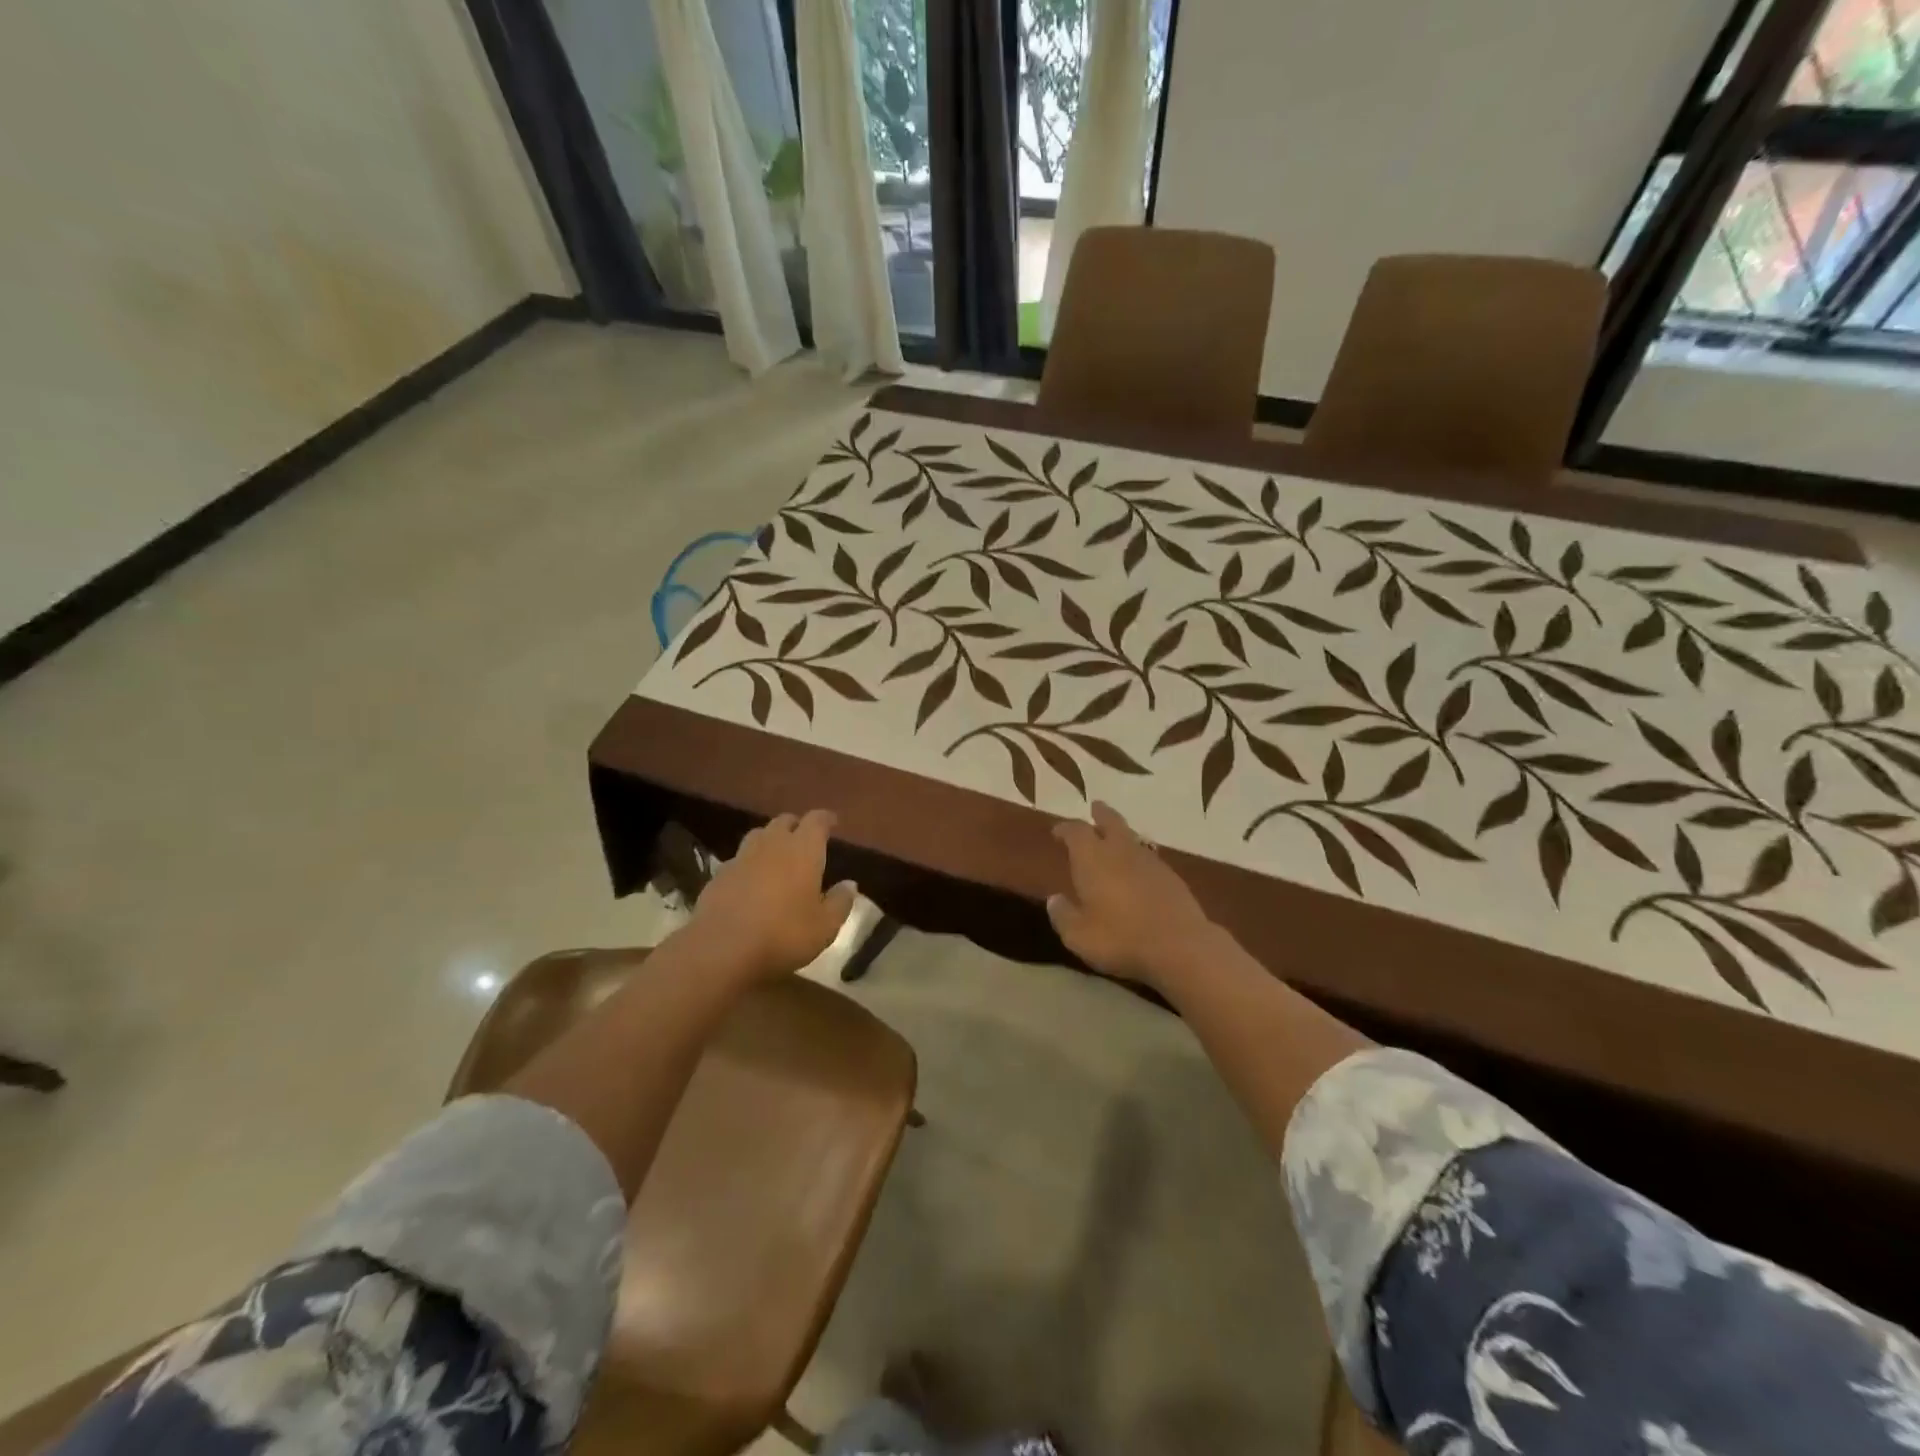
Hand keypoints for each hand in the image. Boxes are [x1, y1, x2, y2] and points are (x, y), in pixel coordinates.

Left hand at [688, 811, 857, 981]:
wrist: (721, 950)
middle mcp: (772, 844)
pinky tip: (751, 882)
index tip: (833, 822)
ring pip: (758, 836)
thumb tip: (849, 884)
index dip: (826, 819)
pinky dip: (749, 864)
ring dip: (770, 840)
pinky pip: (738, 860)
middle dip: (797, 826)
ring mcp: (741, 858)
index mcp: (803, 850)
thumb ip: (840, 902)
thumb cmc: (784, 935)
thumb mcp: (825, 927)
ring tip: (778, 856)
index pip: (816, 820)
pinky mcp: (718, 876)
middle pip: (784, 822)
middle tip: (805, 840)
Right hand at [1048, 802, 1216, 989]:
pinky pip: (1149, 858)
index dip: (1065, 829)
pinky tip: (1138, 870)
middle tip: (1095, 808)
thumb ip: (1063, 915)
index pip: (1075, 831)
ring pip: (1132, 838)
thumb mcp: (1078, 935)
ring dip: (1121, 834)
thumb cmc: (1120, 938)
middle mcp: (1121, 851)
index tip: (1057, 831)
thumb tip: (1054, 900)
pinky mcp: (1172, 877)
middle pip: (1111, 821)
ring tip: (1115, 838)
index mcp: (1092, 858)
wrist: (1180, 946)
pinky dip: (1138, 857)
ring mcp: (1150, 862)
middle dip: (1100, 814)